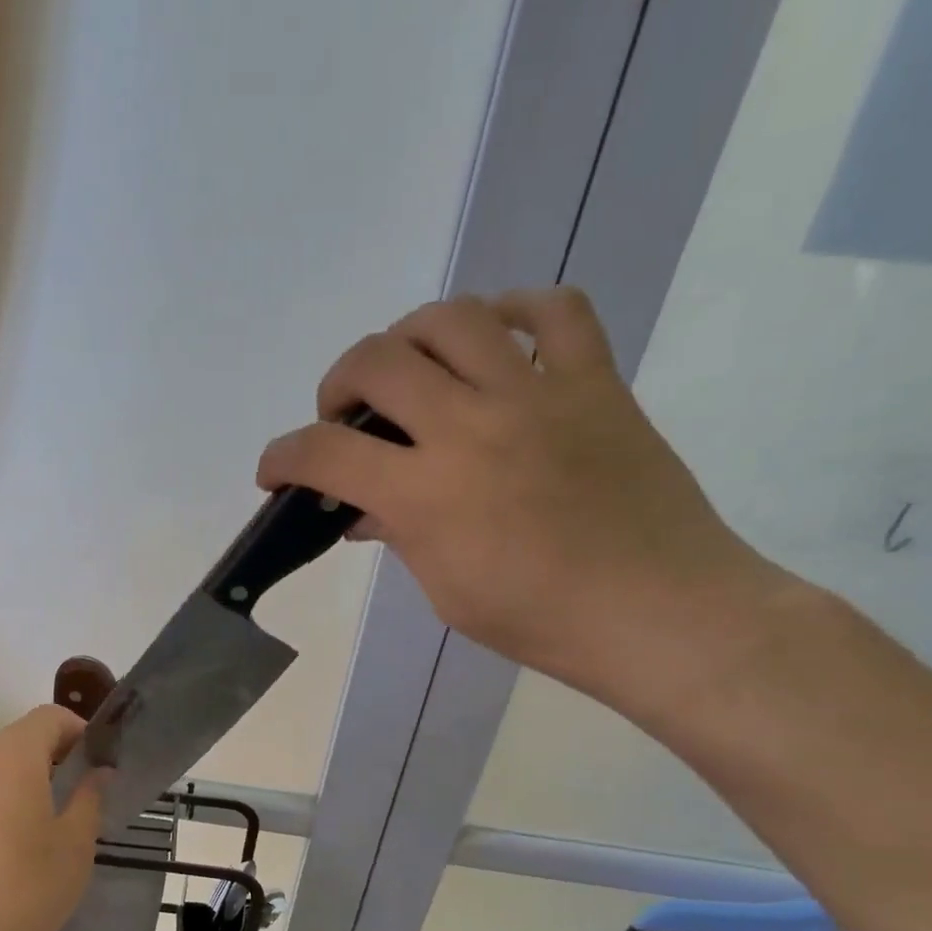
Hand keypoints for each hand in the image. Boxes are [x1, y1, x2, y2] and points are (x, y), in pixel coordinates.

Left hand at [0, 704, 105, 930]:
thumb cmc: (26, 886)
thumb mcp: (75, 844)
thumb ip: (90, 798)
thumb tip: (98, 773)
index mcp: (13, 759)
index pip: (49, 717)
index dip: (80, 730)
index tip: (102, 763)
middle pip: (23, 739)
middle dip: (59, 756)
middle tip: (88, 791)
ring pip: (1, 769)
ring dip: (34, 780)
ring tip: (59, 821)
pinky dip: (9, 803)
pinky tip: (23, 847)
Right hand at [257, 287, 793, 712]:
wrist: (657, 611)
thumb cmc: (539, 620)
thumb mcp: (446, 590)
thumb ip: (400, 535)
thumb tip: (367, 510)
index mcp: (427, 493)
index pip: (325, 454)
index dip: (281, 457)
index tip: (273, 471)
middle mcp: (471, 426)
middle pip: (376, 361)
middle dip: (336, 385)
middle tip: (343, 418)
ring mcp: (537, 394)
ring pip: (452, 317)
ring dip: (409, 338)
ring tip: (410, 370)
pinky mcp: (594, 381)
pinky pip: (555, 310)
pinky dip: (515, 311)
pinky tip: (496, 337)